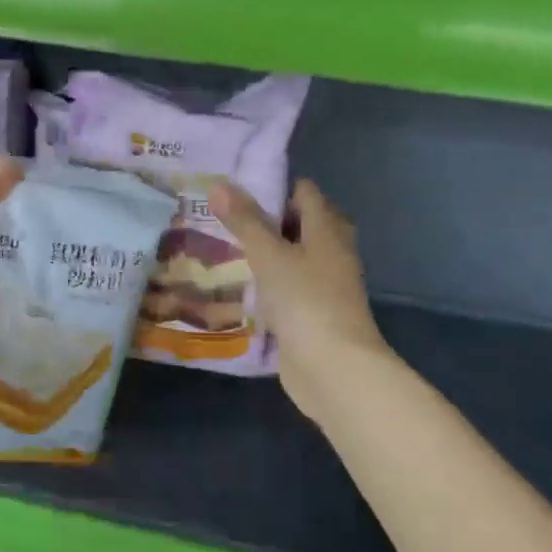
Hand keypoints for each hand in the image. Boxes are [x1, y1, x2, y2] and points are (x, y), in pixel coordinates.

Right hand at [210, 177, 390, 421]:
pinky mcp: (311, 316)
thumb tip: (219, 183)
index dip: (274, 187)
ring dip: (266, 254)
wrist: (333, 368)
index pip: (305, 193)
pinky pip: (287, 290)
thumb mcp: (269, 255)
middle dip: (268, 220)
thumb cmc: (305, 301)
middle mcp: (331, 255)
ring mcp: (323, 288)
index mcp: (327, 232)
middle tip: (226, 218)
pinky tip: (240, 287)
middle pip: (302, 226)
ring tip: (224, 248)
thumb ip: (244, 221)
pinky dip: (268, 285)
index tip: (236, 188)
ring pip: (293, 260)